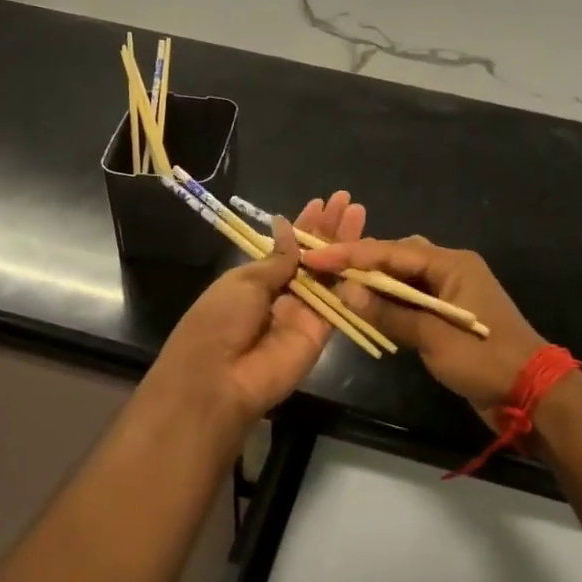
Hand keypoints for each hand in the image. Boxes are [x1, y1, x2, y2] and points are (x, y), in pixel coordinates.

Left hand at [137, 192, 368, 436]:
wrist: (219, 379)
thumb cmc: (219, 321)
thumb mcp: (243, 281)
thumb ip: (276, 258)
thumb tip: (287, 226)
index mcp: (256, 280)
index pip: (287, 248)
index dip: (305, 226)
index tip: (322, 203)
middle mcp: (283, 294)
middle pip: (313, 258)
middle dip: (330, 229)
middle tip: (348, 202)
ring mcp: (303, 313)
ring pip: (329, 275)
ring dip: (345, 246)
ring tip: (360, 215)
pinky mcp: (321, 333)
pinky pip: (338, 303)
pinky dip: (349, 278)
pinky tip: (363, 252)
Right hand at [302, 237, 543, 425]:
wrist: (532, 393)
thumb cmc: (486, 359)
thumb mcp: (434, 337)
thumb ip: (390, 313)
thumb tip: (347, 292)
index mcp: (453, 264)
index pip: (393, 252)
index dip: (353, 254)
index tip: (318, 257)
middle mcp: (452, 269)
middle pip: (399, 257)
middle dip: (362, 263)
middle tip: (325, 269)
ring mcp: (453, 292)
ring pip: (405, 278)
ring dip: (375, 284)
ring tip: (338, 286)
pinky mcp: (450, 315)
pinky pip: (414, 300)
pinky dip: (390, 303)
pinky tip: (367, 309)